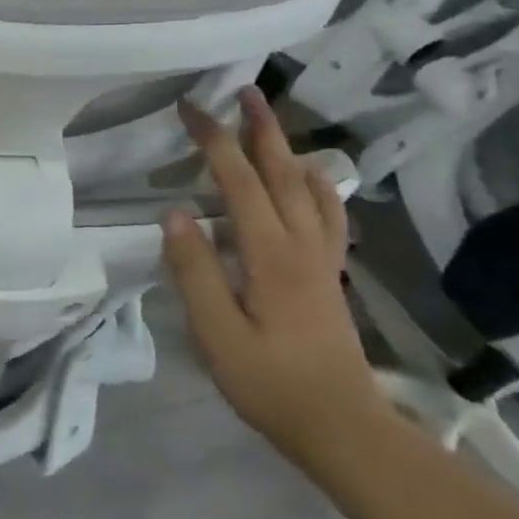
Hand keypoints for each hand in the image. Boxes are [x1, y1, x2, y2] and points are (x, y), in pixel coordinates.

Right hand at [161, 88, 387, 471]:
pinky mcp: (328, 273)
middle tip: (244, 90)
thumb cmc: (270, 382)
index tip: (190, 108)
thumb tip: (175, 213)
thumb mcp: (216, 333)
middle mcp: (302, 245)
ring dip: (287, 148)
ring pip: (309, 188)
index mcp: (271, 254)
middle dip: (259, 129)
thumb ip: (195, 271)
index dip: (213, 141)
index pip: (238, 182)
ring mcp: (322, 258)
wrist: (343, 427)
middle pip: (281, 173)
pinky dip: (316, 183)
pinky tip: (308, 177)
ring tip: (271, 122)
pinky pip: (328, 213)